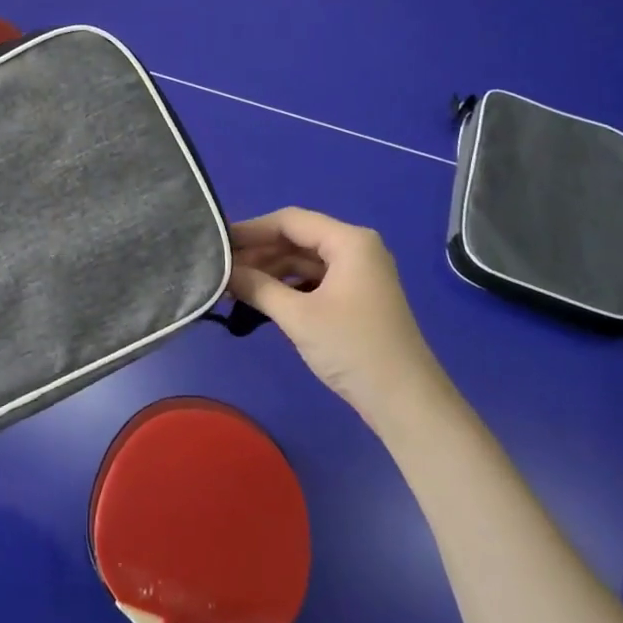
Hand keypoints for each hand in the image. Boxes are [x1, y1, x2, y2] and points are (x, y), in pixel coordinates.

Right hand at [228, 208, 447, 419]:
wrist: (405, 400)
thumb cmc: (352, 348)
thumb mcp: (298, 316)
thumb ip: (257, 286)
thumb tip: (223, 271)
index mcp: (349, 241)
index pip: (290, 221)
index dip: (251, 229)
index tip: (217, 242)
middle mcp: (355, 249)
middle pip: (297, 238)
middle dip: (259, 252)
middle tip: (220, 268)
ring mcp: (358, 274)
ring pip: (303, 260)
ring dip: (270, 271)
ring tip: (233, 285)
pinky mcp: (355, 297)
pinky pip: (314, 280)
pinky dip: (287, 286)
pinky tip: (261, 299)